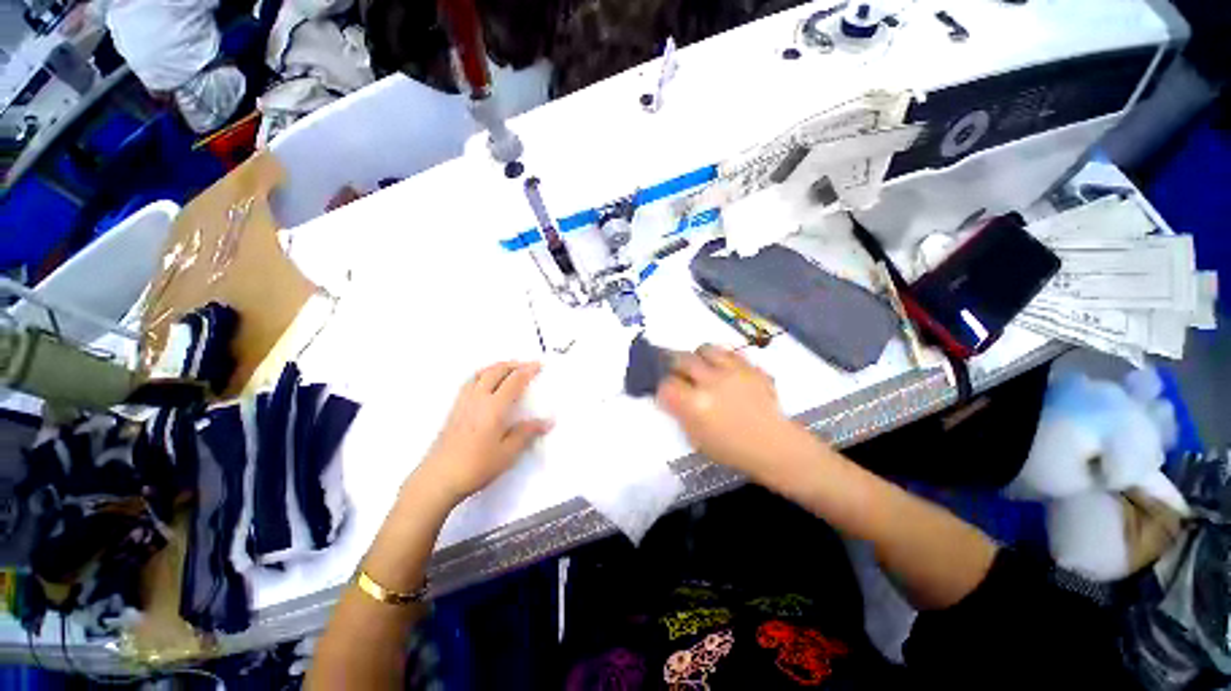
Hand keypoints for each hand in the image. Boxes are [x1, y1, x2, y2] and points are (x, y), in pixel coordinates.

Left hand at [417, 362, 551, 503]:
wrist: (438, 479)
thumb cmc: (476, 467)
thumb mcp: (507, 453)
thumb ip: (526, 433)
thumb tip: (546, 422)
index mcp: (493, 408)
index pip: (513, 381)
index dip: (527, 371)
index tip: (539, 365)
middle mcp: (477, 399)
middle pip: (495, 371)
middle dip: (512, 365)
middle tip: (526, 365)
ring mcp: (463, 403)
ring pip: (480, 374)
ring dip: (496, 367)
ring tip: (507, 369)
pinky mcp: (454, 410)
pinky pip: (470, 382)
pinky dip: (483, 374)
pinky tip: (486, 384)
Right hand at [656, 345, 796, 477]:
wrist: (774, 446)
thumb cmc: (732, 449)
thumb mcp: (697, 439)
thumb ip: (681, 414)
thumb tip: (672, 399)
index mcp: (695, 404)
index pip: (666, 385)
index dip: (663, 389)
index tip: (667, 395)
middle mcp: (710, 381)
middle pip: (681, 359)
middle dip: (675, 365)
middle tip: (678, 373)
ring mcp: (732, 371)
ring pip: (706, 349)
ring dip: (699, 357)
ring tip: (702, 367)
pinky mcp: (750, 367)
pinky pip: (730, 354)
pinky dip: (722, 360)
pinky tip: (724, 371)